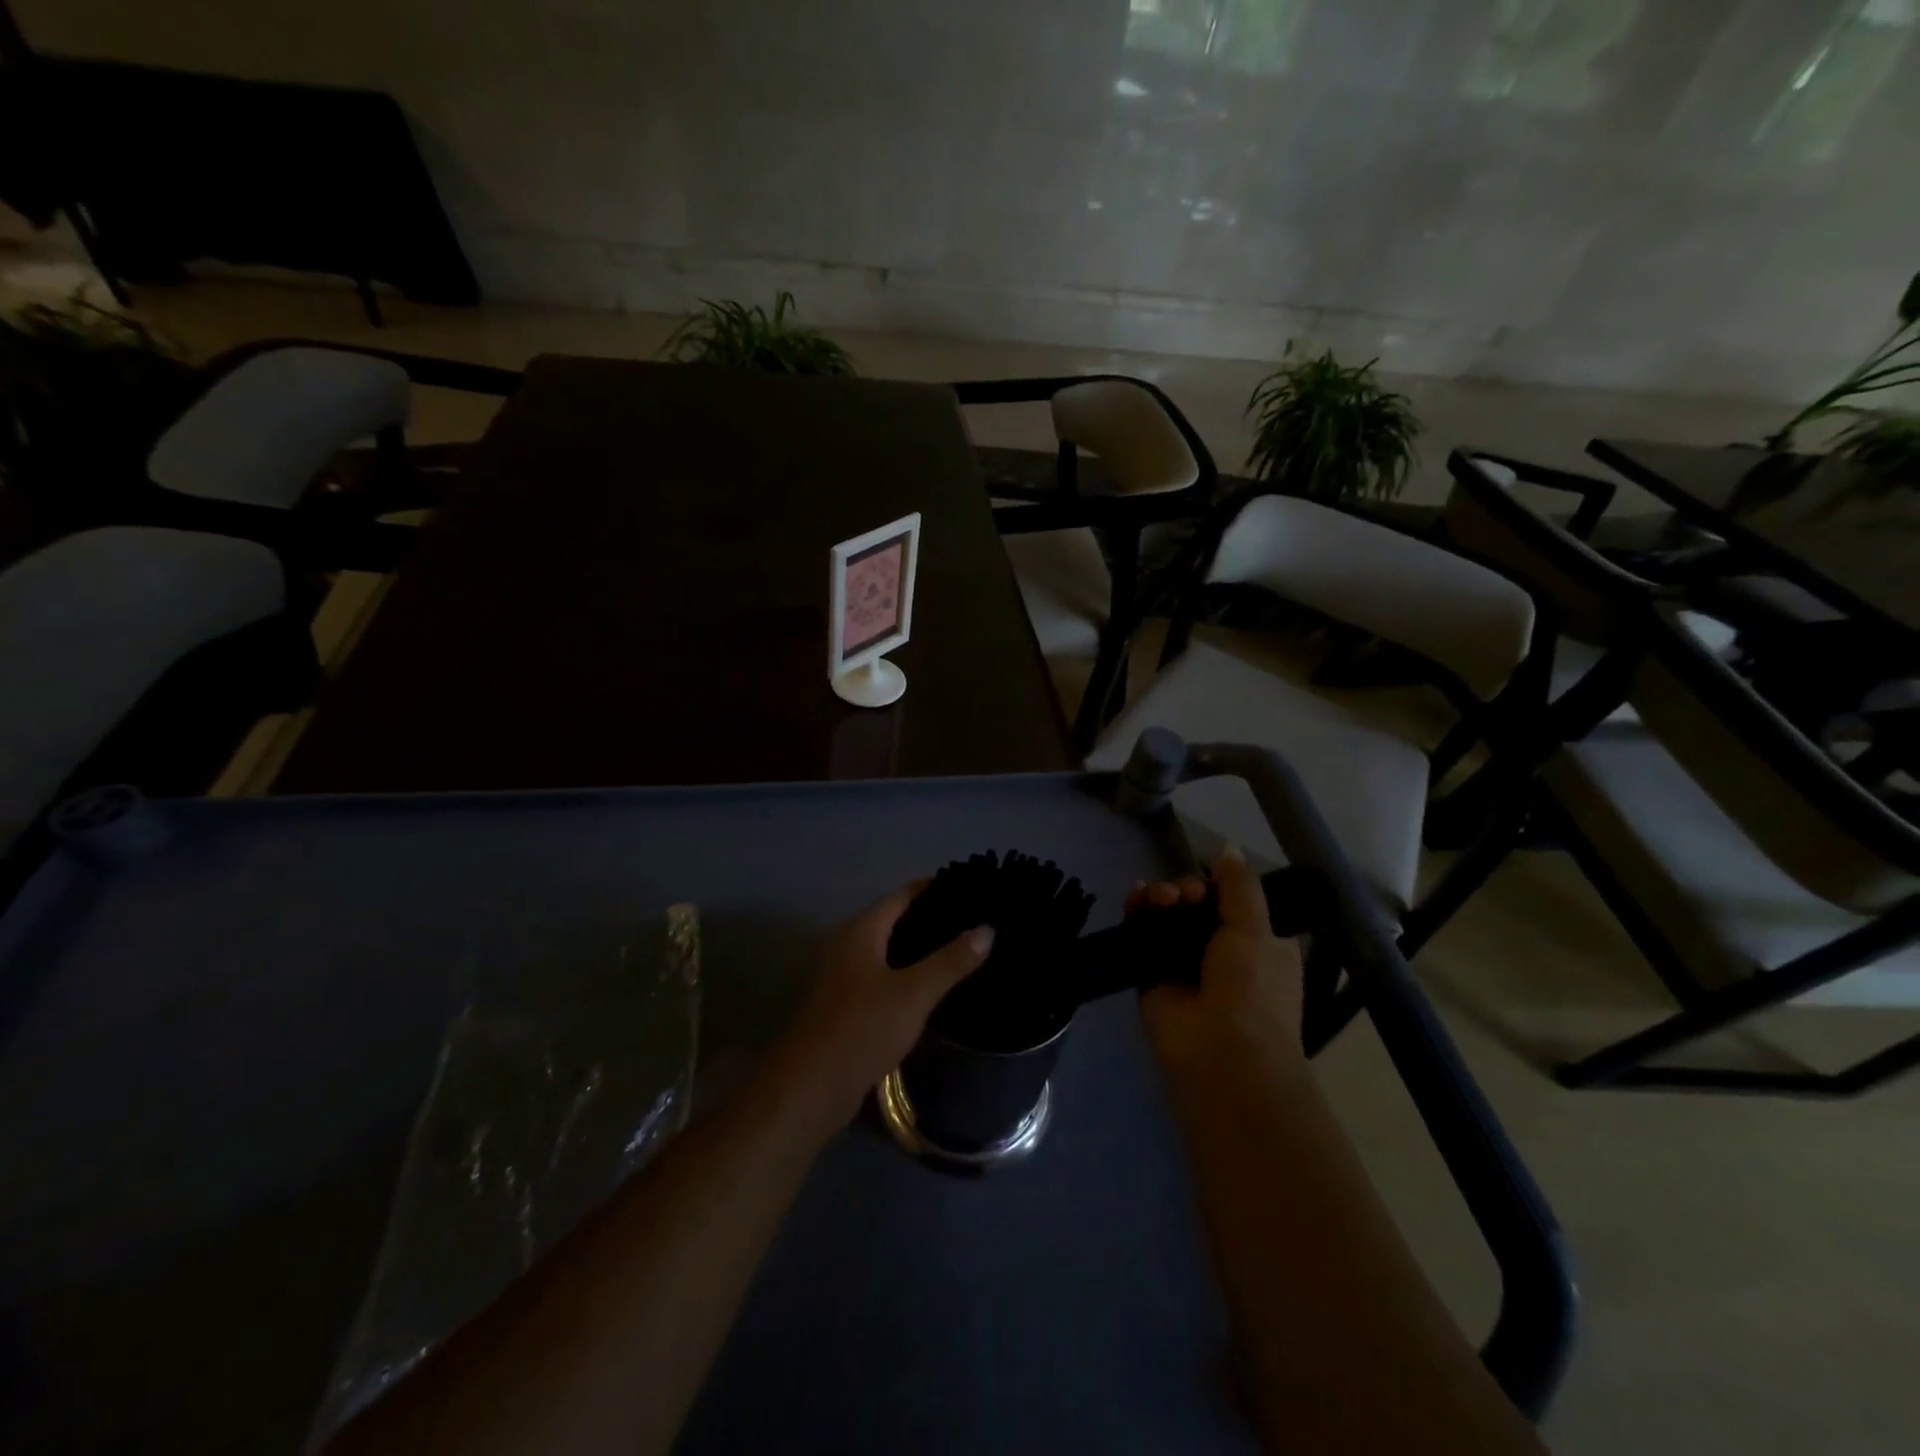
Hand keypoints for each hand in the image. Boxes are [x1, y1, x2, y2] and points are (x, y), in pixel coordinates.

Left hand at [764, 883, 993, 1136]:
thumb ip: (950, 961)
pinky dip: (907, 973)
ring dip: (920, 948)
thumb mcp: (914, 993)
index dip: (934, 888)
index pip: (902, 895)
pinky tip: (932, 986)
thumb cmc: (862, 1029)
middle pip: (894, 920)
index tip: (969, 888)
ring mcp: (843, 976)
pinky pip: (883, 976)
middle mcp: (848, 945)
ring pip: (888, 950)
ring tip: (961, 949)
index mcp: (861, 931)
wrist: (810, 1087)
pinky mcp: (845, 1005)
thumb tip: (987, 928)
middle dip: (931, 918)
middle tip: (974, 920)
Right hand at [1129, 846, 1304, 1071]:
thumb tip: (1227, 847)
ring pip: (1166, 916)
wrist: (1221, 1055)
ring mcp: (1183, 963)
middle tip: (1181, 896)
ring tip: (1160, 900)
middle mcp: (1220, 952)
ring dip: (1161, 898)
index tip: (1207, 881)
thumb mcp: (1256, 930)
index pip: (1231, 900)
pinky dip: (1137, 913)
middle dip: (1185, 890)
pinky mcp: (1151, 974)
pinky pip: (1141, 935)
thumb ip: (1239, 886)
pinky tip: (1135, 898)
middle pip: (1194, 904)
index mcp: (1257, 943)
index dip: (1215, 885)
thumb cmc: (1253, 990)